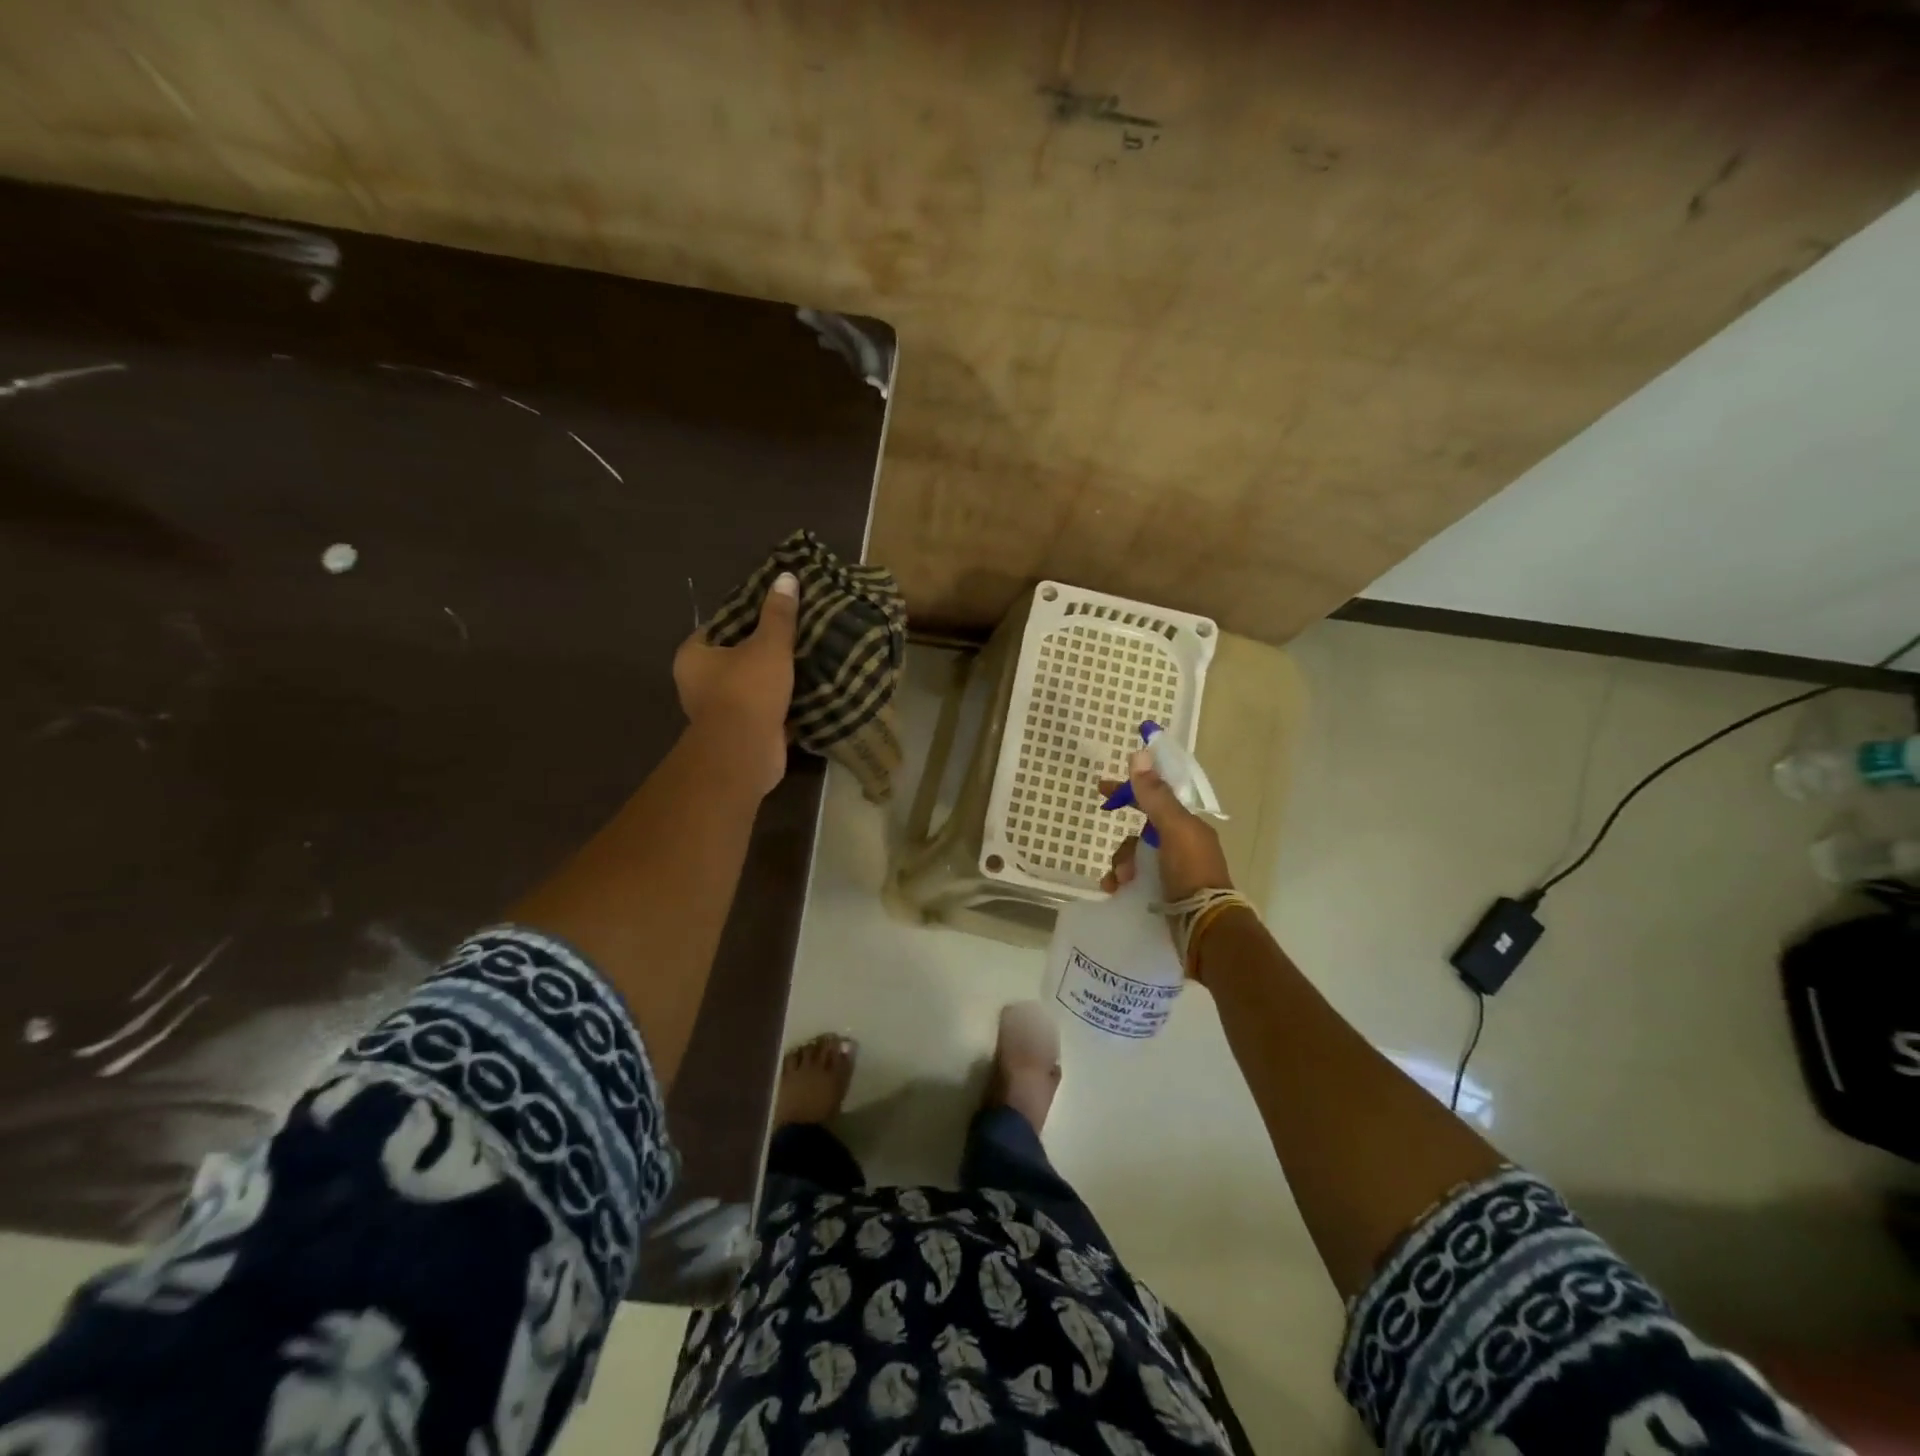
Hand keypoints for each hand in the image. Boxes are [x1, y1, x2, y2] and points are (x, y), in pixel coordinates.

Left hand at [672, 571, 797, 795]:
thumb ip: (779, 614)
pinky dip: (783, 703)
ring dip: (777, 678)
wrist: (746, 752)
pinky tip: (810, 690)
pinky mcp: (742, 732)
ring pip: (753, 684)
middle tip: (799, 632)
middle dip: (766, 649)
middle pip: (737, 656)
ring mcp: (720, 710)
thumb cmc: (748, 690)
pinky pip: (765, 709)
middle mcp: (699, 683)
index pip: (721, 625)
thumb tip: (787, 577)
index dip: (748, 616)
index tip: (777, 609)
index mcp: (694, 655)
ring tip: (809, 658)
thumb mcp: (768, 645)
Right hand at [1098, 750, 1232, 903]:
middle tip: (1111, 857)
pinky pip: (1136, 880)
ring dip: (1122, 864)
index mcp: (1188, 826)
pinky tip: (1115, 890)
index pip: (1156, 798)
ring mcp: (1174, 871)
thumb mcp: (1173, 829)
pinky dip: (1122, 883)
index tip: (1102, 787)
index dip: (1130, 790)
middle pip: (1142, 832)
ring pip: (1136, 857)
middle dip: (1124, 842)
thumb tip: (1139, 753)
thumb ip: (1155, 795)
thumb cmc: (1191, 872)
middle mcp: (1182, 845)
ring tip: (1119, 880)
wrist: (1206, 927)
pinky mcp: (1165, 893)